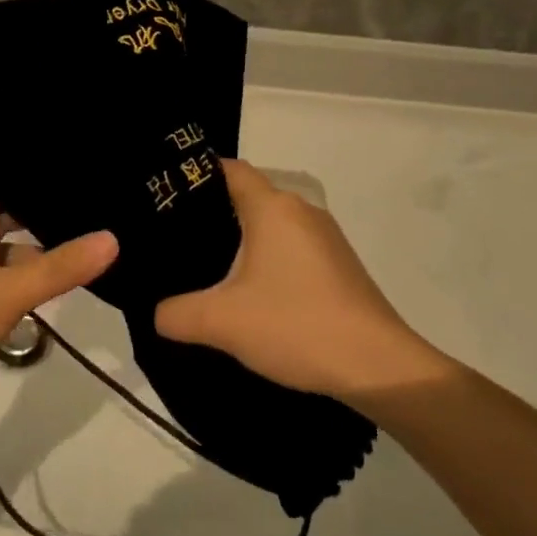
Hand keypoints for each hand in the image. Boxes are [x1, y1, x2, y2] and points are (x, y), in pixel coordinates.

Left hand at [0, 179, 117, 438]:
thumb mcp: (7, 291)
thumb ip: (60, 267)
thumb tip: (113, 238)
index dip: (19, 166)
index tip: (62, 159)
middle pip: (1, 215)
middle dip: (37, 210)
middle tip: (88, 202)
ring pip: (3, 254)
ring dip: (35, 252)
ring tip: (85, 243)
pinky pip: (0, 286)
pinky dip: (24, 285)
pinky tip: (55, 290)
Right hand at [154, 159, 439, 402]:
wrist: (379, 366)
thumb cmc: (296, 325)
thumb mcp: (223, 323)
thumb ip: (178, 315)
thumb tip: (158, 314)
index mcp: (273, 208)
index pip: (230, 169)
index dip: (197, 175)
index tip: (167, 195)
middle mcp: (302, 211)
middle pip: (250, 196)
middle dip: (214, 212)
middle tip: (177, 238)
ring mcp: (326, 239)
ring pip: (273, 224)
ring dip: (244, 239)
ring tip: (209, 268)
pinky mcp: (339, 266)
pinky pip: (292, 247)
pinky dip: (268, 259)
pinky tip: (253, 293)